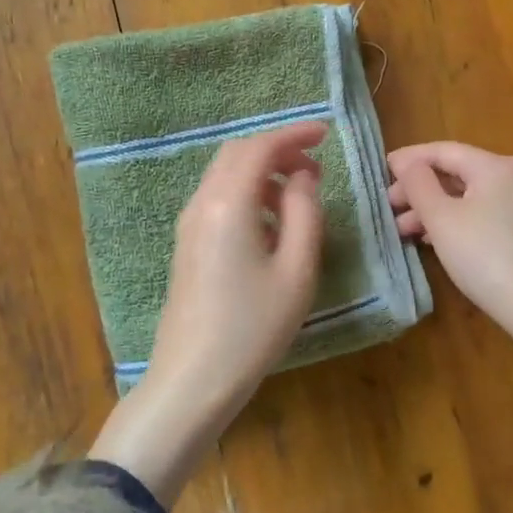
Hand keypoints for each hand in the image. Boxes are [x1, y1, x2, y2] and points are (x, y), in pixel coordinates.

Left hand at [90, 120, 326, 502]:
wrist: (193, 378)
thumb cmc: (253, 326)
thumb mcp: (296, 269)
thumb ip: (304, 212)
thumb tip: (302, 177)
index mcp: (228, 203)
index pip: (260, 148)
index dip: (293, 135)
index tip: (325, 134)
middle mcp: (202, 204)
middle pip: (237, 154)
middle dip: (277, 150)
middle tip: (314, 166)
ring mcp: (188, 225)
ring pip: (225, 176)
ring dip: (262, 173)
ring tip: (299, 196)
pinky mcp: (187, 245)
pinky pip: (217, 200)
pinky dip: (247, 194)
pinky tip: (270, 225)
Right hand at [386, 141, 512, 336]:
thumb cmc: (485, 256)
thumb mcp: (442, 219)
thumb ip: (418, 184)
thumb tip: (406, 163)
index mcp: (494, 167)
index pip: (443, 151)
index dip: (409, 159)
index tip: (381, 170)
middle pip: (457, 173)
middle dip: (419, 189)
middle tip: (389, 207)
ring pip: (468, 197)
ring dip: (433, 209)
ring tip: (403, 230)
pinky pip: (482, 216)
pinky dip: (454, 222)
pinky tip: (434, 241)